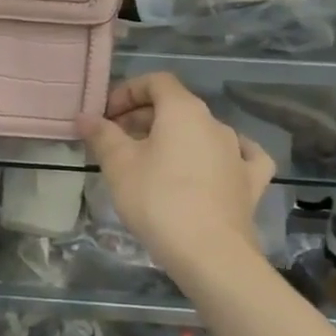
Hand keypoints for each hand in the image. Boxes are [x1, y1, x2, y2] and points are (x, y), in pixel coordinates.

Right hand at [77, 72, 272, 281]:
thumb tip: (84, 116)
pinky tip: (218, 163)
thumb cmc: (157, 200)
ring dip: (174, 138)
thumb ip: (101, 135)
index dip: (128, 92)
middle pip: (177, 106)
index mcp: (183, 111)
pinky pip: (239, 156)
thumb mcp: (118, 166)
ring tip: (151, 161)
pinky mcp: (251, 182)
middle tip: (117, 141)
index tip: (106, 115)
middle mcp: (215, 123)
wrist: (209, 253)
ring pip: (202, 132)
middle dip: (143, 117)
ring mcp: (238, 152)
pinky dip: (221, 155)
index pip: (156, 81)